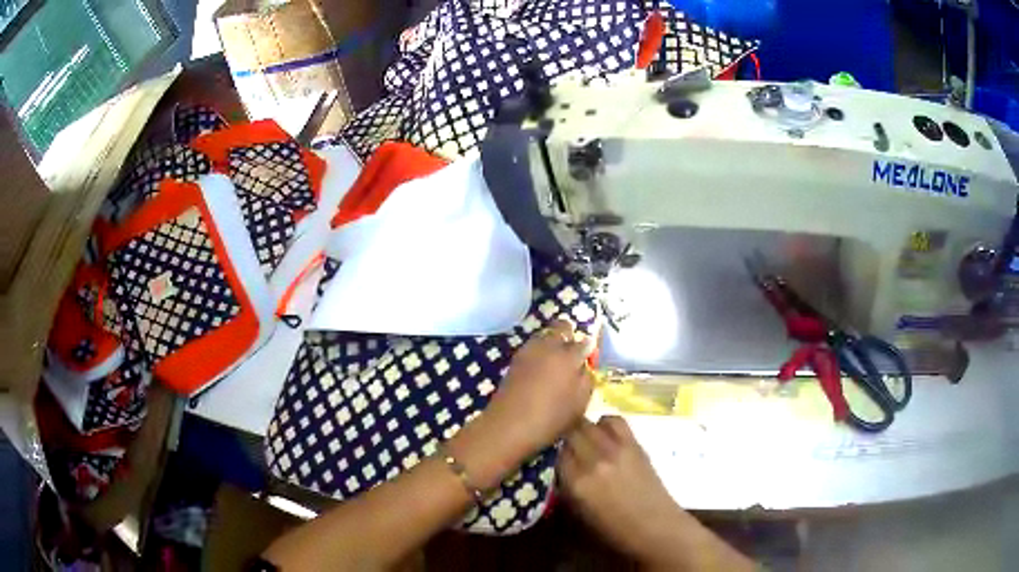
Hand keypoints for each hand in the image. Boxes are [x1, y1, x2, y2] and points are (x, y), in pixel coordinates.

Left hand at [485, 318, 595, 455]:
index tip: (590, 358)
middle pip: (562, 327)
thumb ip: (586, 380)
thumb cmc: (550, 418)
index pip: (585, 342)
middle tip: (573, 354)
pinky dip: (539, 352)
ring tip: (556, 363)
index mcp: (568, 355)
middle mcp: (548, 346)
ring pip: (545, 335)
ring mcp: (528, 350)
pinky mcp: (515, 360)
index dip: (589, 350)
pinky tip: (541, 371)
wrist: (508, 425)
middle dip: (570, 335)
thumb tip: (584, 366)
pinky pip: (532, 347)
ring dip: (553, 342)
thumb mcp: (579, 404)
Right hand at [558, 417, 753, 570]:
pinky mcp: (634, 444)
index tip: (546, 451)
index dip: (548, 449)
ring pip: (587, 422)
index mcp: (576, 484)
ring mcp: (615, 449)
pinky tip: (604, 435)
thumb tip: (555, 465)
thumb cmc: (613, 529)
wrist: (655, 527)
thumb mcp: (577, 513)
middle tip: (562, 442)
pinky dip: (604, 423)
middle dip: (562, 435)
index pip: (552, 452)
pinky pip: (613, 420)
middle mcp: (593, 461)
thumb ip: (564, 486)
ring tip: (583, 438)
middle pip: (568, 431)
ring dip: (581, 428)